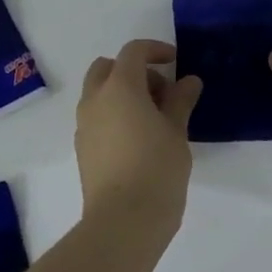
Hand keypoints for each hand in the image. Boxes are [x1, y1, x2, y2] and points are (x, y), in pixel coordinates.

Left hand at [75, 40, 202, 242]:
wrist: (122, 222)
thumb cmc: (157, 169)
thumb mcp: (177, 131)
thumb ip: (180, 101)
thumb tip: (188, 81)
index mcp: (119, 87)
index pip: (133, 52)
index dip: (155, 50)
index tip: (175, 62)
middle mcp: (95, 99)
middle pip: (108, 67)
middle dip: (133, 71)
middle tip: (161, 92)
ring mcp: (84, 124)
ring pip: (98, 92)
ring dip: (122, 93)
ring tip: (153, 119)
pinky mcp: (82, 148)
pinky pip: (96, 117)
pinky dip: (113, 114)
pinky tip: (137, 140)